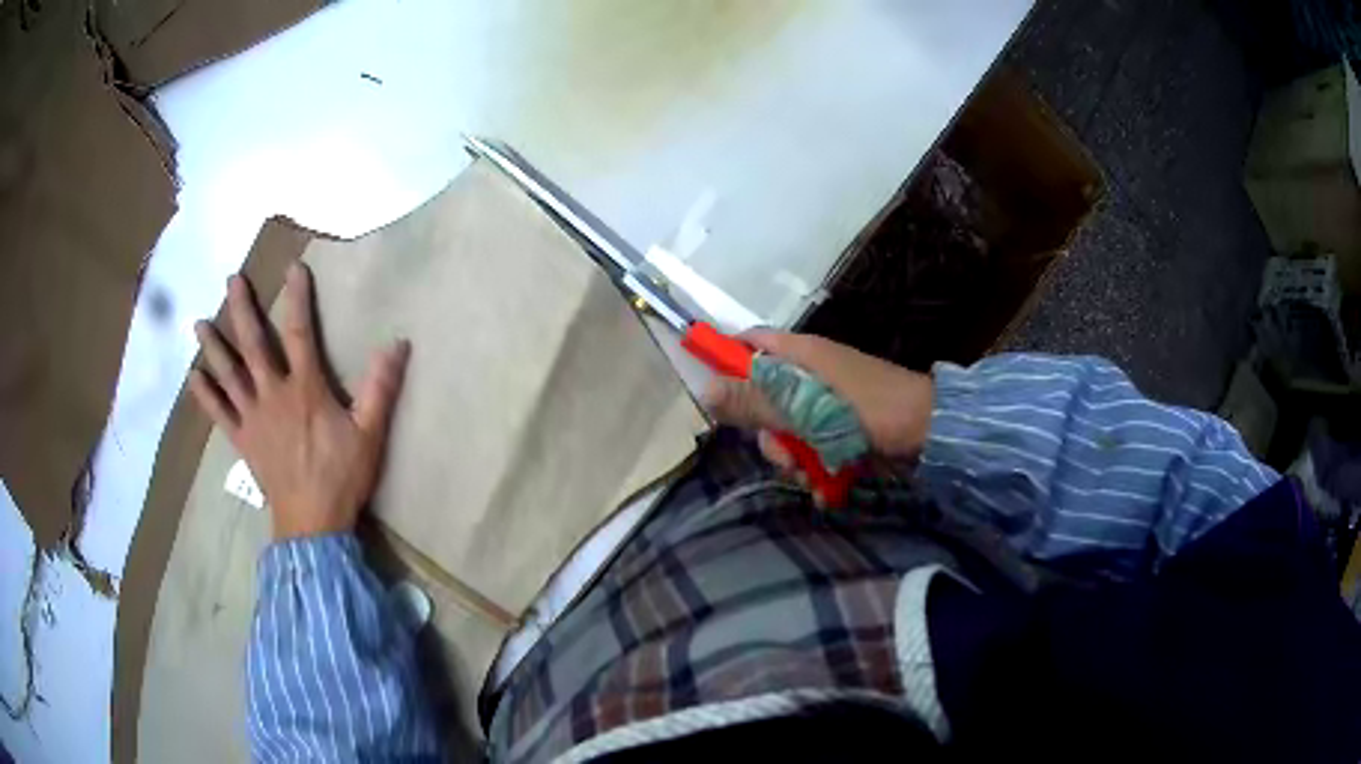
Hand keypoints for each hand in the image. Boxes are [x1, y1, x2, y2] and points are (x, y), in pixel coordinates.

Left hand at [189, 263, 410, 540]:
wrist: (312, 523)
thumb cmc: (342, 477)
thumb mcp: (370, 433)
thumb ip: (380, 387)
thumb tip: (398, 344)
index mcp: (305, 389)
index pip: (301, 333)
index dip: (297, 298)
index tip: (293, 268)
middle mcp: (273, 394)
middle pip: (253, 344)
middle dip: (242, 309)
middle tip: (231, 280)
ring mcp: (253, 417)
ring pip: (229, 374)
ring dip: (214, 346)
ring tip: (200, 323)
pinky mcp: (242, 440)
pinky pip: (219, 413)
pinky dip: (205, 395)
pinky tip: (193, 377)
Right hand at [703, 330, 932, 466]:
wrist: (928, 432)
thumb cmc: (867, 410)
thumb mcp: (805, 407)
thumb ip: (756, 401)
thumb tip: (704, 390)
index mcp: (800, 354)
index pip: (749, 343)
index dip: (727, 362)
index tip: (717, 397)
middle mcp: (809, 374)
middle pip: (763, 397)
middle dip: (767, 432)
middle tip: (782, 454)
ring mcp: (826, 402)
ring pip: (786, 428)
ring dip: (792, 457)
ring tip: (810, 476)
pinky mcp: (841, 428)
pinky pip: (812, 444)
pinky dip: (814, 466)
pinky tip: (824, 486)